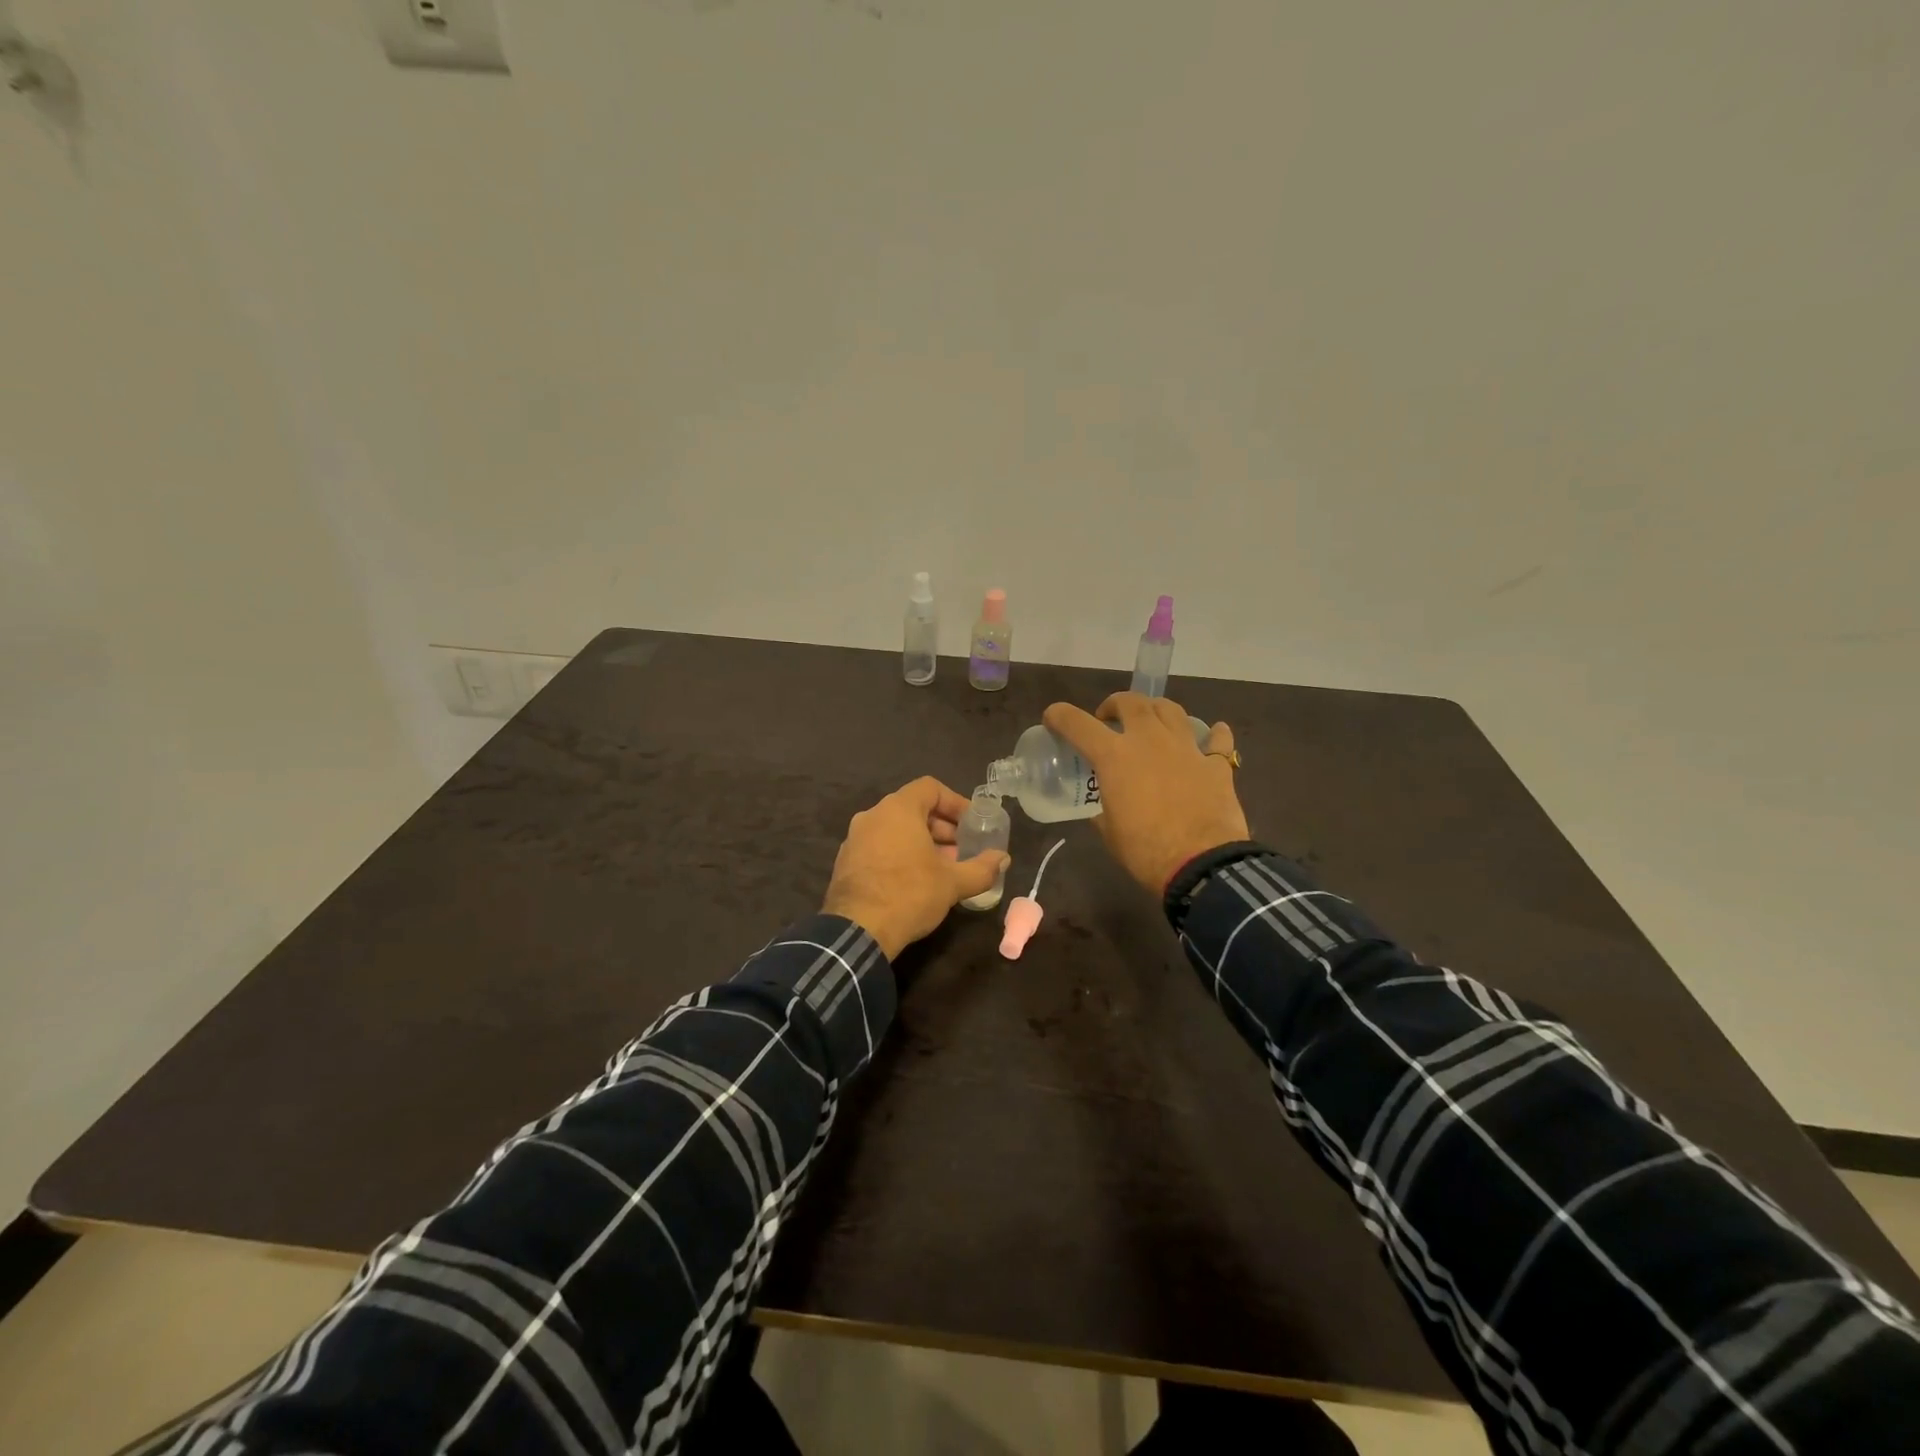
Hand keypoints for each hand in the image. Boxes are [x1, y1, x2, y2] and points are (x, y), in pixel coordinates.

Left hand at [823, 777, 1010, 958]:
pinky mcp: (845, 861)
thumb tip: (1003, 859)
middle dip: (941, 827)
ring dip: (922, 842)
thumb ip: (982, 868)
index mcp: (898, 810)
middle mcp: (873, 816)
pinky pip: (879, 846)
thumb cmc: (909, 894)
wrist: (857, 930)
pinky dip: (900, 854)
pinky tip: (915, 880)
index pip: (930, 788)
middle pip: (913, 808)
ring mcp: (855, 838)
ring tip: (943, 868)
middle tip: (962, 849)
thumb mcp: (953, 882)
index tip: (972, 823)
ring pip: (895, 829)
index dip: (955, 802)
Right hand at [1042, 692, 1248, 894]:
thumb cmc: (1145, 851)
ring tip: (1152, 723)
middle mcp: (1149, 740)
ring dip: (1156, 710)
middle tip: (1109, 719)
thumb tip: (1104, 810)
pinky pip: (1217, 740)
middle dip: (1115, 705)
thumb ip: (1104, 810)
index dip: (1059, 716)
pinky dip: (1213, 735)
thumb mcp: (1109, 831)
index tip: (1053, 718)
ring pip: (1171, 710)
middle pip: (1131, 702)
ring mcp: (1186, 749)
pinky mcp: (1216, 765)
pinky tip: (1213, 735)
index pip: (1077, 724)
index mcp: (1115, 756)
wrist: (1202, 865)